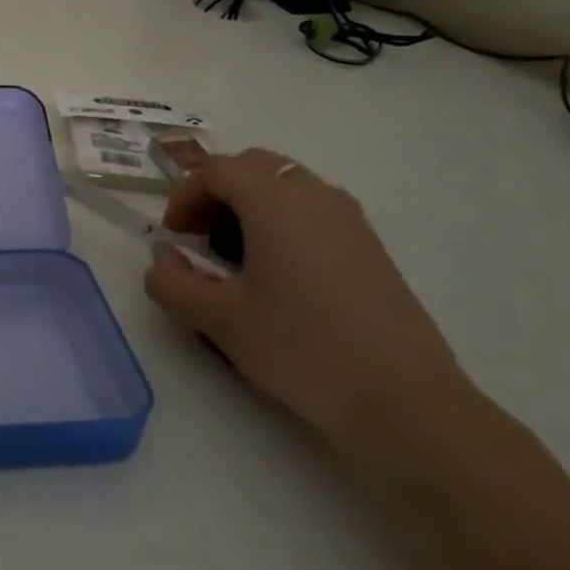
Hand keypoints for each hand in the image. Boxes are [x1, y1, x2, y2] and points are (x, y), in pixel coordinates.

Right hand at [144, 149, 476, 459]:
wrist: (406, 403)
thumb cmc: (302, 350)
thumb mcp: (218, 321)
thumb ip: (171, 283)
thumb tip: (163, 259)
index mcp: (275, 204)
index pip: (216, 171)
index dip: (184, 196)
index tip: (174, 236)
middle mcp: (315, 197)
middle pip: (253, 166)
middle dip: (216, 191)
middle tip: (200, 234)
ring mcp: (350, 220)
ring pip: (286, 184)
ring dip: (250, 203)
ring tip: (236, 253)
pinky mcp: (370, 247)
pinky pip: (314, 208)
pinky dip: (282, 219)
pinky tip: (278, 272)